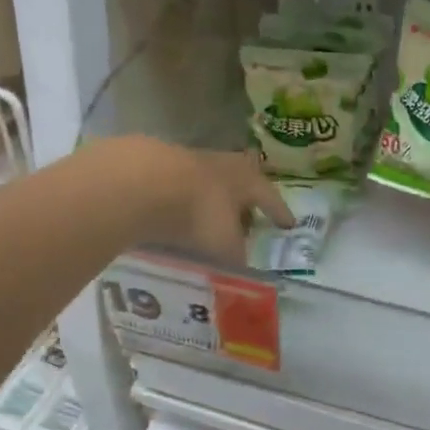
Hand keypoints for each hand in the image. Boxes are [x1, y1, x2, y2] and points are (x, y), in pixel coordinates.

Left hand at [113, 138, 294, 265]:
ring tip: (208, 219)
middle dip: (243, 199)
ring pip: (206, 181)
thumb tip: (243, 270)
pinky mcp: (155, 164)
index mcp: (246, 180)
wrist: (141, 183)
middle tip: (247, 215)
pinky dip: (179, 201)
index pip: (270, 197)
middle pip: (239, 179)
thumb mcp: (224, 244)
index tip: (288, 225)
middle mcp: (222, 164)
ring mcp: (187, 160)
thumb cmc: (198, 213)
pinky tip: (173, 215)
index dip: (279, 212)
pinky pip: (176, 186)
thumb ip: (236, 257)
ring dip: (210, 199)